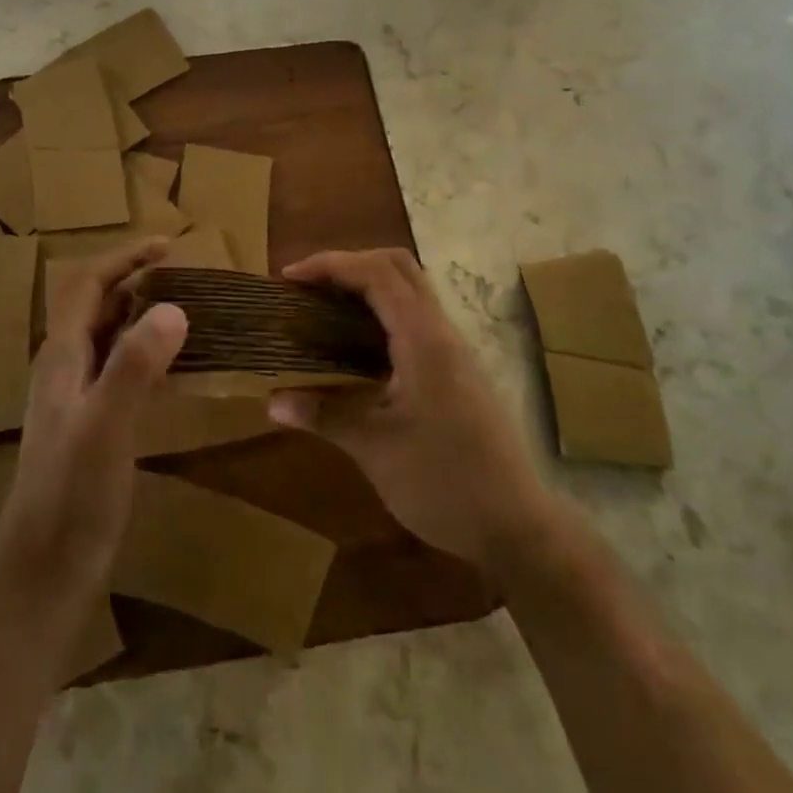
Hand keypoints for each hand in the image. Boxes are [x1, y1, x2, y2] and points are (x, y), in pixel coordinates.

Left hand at [0, 240, 188, 599]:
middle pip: (98, 306)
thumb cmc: (70, 496)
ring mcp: (76, 398)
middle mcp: (65, 368)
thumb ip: (134, 365)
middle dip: (137, 281)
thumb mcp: (106, 426)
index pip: (88, 286)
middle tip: (186, 275)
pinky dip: (148, 355)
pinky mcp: (91, 426)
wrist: (42, 573)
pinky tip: (177, 369)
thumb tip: (173, 307)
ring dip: (143, 315)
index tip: (167, 245)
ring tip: (187, 310)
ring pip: (110, 338)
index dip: (124, 259)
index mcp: (62, 356)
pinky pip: (121, 371)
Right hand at [269, 248, 548, 570]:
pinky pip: (415, 316)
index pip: (375, 273)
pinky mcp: (457, 369)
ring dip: (366, 285)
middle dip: (348, 264)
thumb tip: (273, 402)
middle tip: (308, 287)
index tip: (289, 278)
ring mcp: (454, 349)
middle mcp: (441, 332)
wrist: (519, 528)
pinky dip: (381, 310)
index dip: (329, 264)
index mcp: (423, 339)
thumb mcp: (376, 450)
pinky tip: (356, 346)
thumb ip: (325, 415)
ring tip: (324, 308)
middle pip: (397, 266)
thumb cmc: (446, 483)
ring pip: (410, 289)